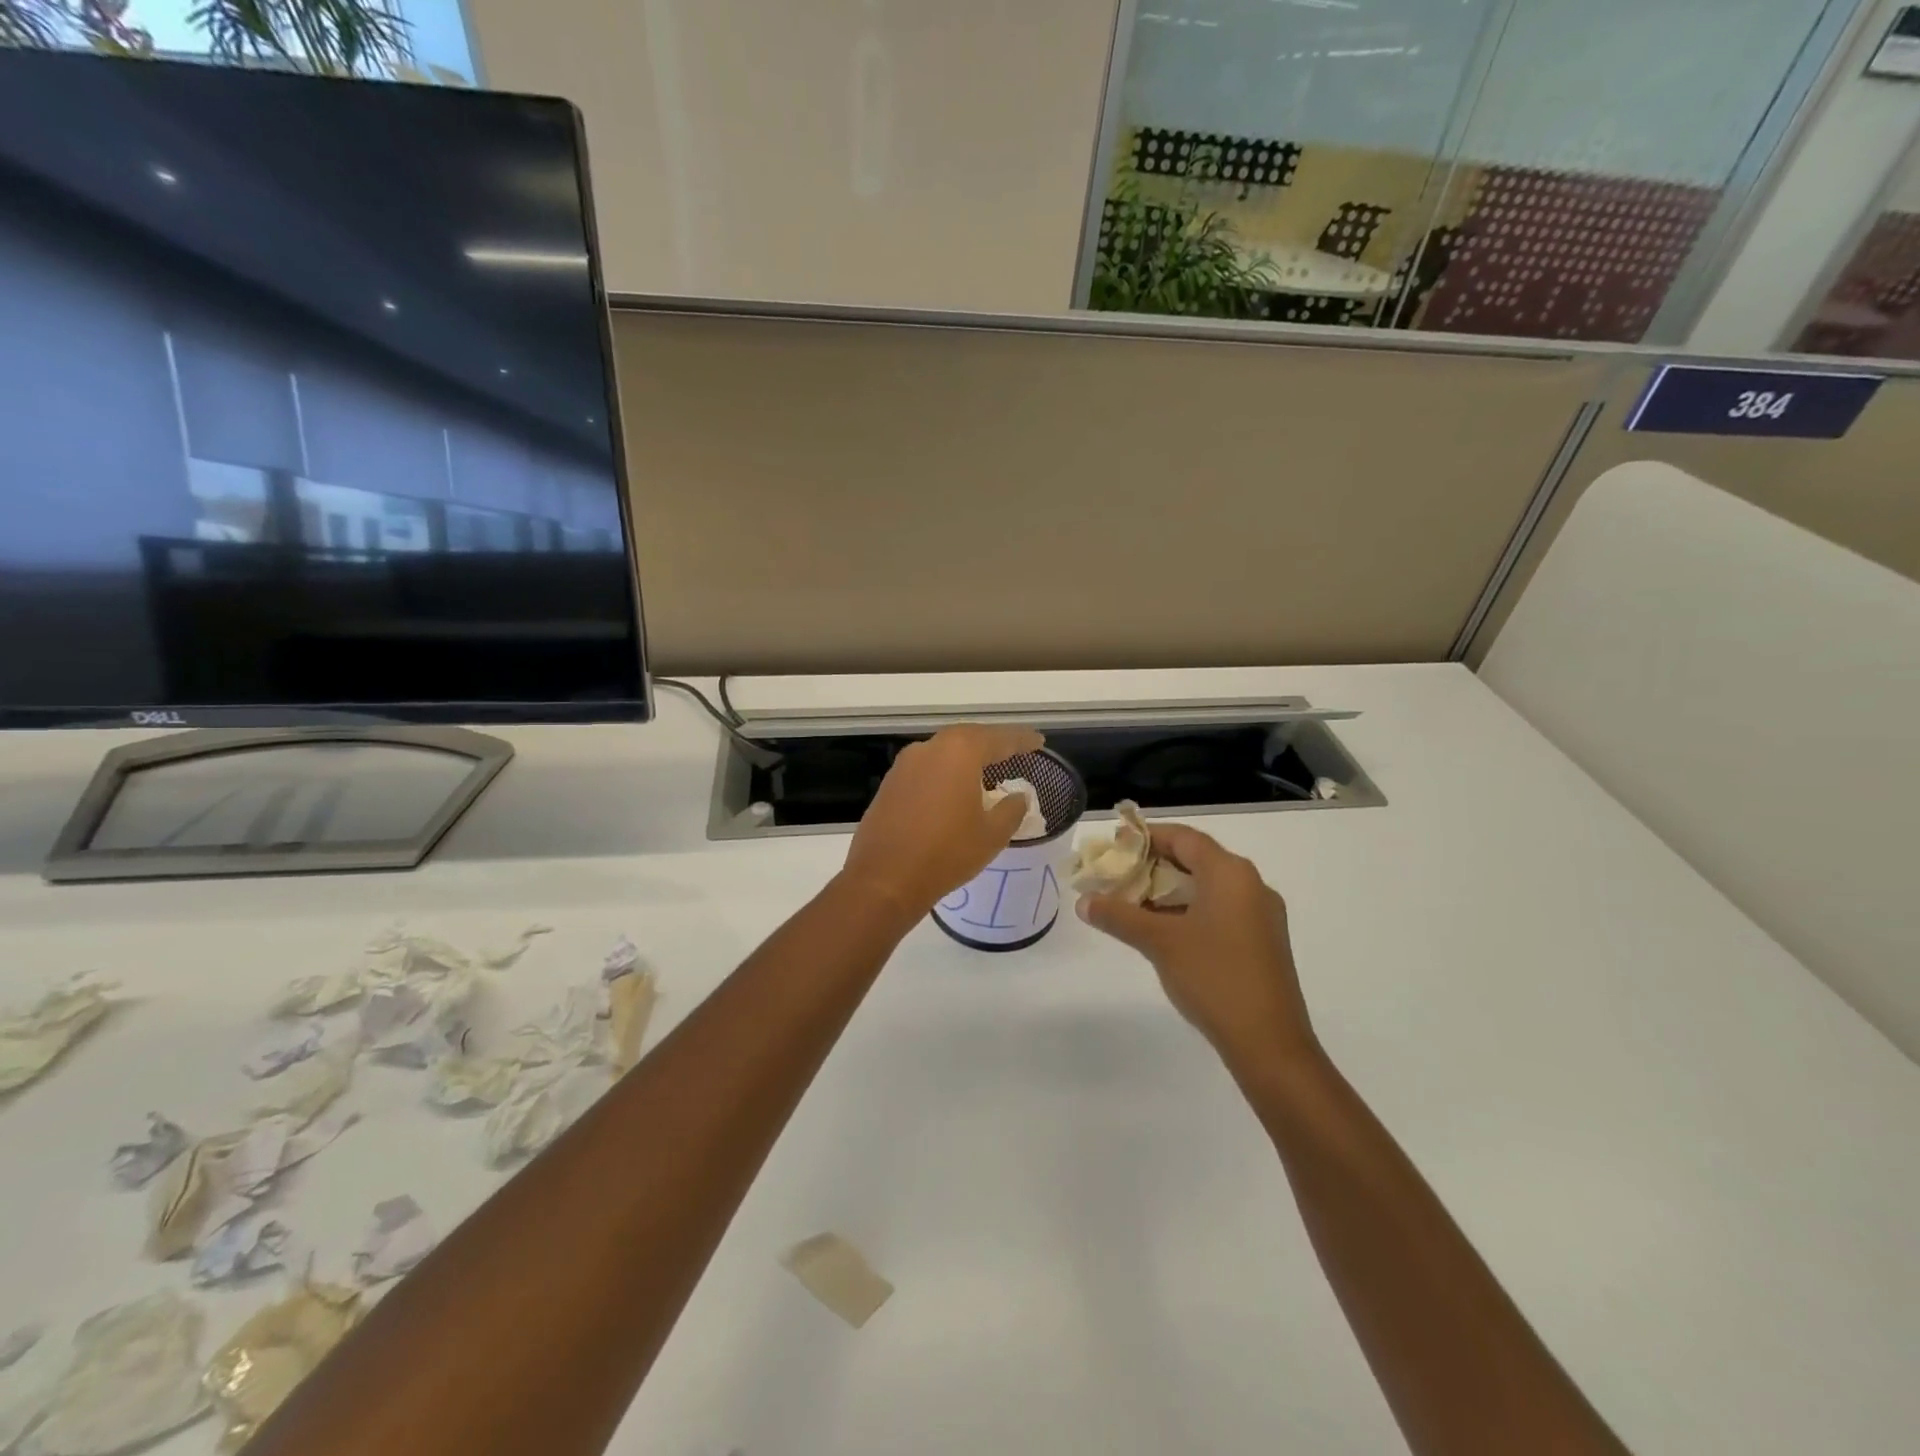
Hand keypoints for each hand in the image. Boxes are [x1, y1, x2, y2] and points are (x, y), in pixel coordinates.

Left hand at [842, 724, 1044, 917]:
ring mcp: (905, 764)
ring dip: (967, 757)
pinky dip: (946, 772)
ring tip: (988, 768)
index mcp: (959, 752)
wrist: (885, 880)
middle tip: (1015, 750)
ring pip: (944, 751)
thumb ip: (1010, 810)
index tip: (1038, 742)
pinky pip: (926, 768)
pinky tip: (955, 788)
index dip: (1022, 740)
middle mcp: (929, 748)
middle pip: (969, 737)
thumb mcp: (992, 835)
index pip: (999, 738)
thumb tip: (1017, 797)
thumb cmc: (946, 853)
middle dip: (993, 743)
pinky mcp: (890, 783)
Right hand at [1076, 822, 1317, 1071]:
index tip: (1114, 845)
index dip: (1146, 837)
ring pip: (1206, 887)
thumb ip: (1119, 916)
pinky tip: (1161, 931)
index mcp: (1230, 873)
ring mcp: (1260, 915)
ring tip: (1130, 904)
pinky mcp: (1261, 942)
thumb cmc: (1213, 977)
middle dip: (1152, 866)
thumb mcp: (1159, 942)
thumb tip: (1084, 902)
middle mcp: (1250, 884)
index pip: (1183, 837)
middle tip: (1116, 876)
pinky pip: (1219, 910)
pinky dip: (1188, 911)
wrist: (1269, 1042)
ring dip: (1168, 891)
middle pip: (1195, 860)